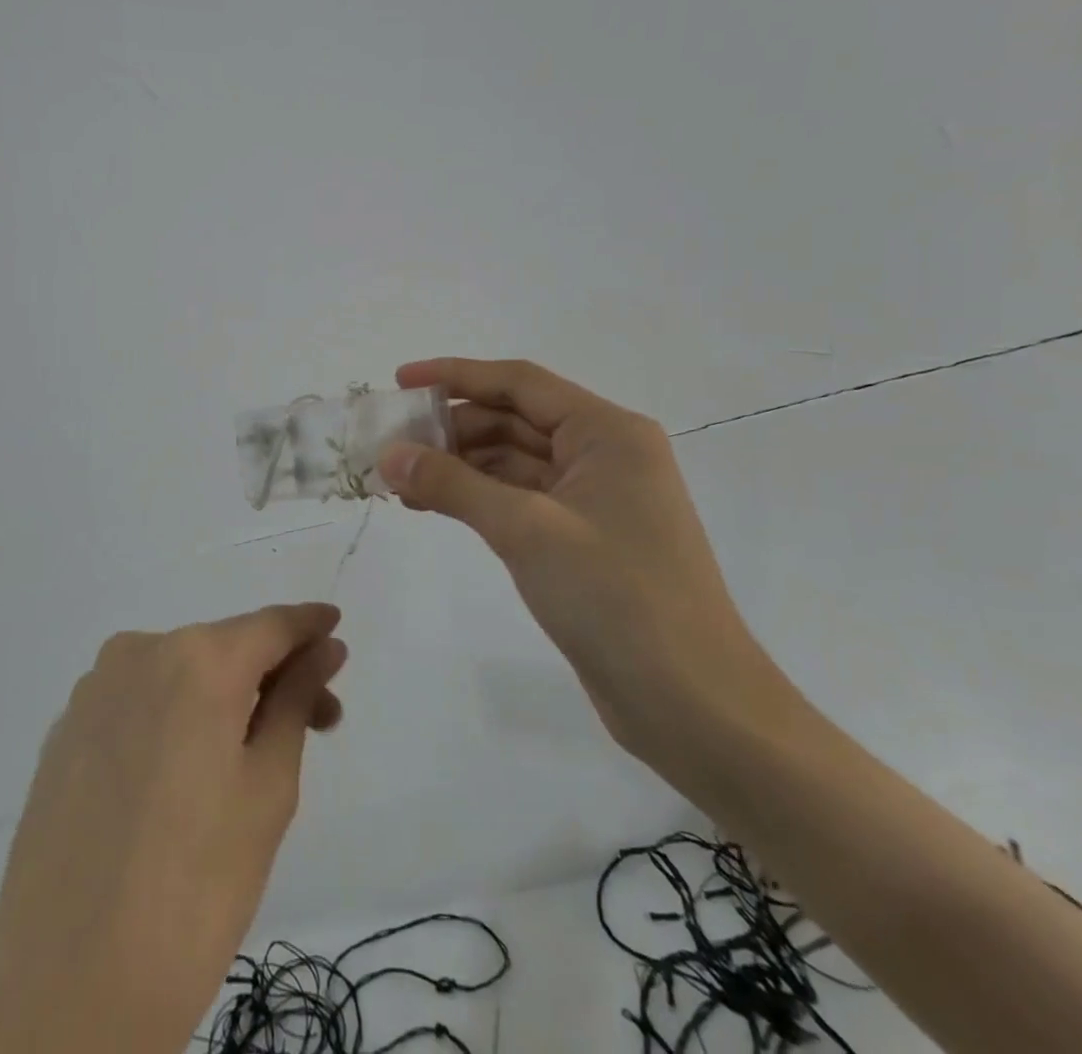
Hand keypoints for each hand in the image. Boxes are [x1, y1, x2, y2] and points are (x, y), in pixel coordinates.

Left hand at [0, 604, 346, 1053]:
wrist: (66, 989)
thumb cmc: (195, 886)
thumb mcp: (268, 788)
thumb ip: (295, 700)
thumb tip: (325, 648)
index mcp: (197, 659)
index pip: (270, 624)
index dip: (308, 626)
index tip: (336, 630)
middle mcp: (140, 651)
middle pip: (225, 647)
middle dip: (274, 675)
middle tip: (318, 721)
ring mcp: (94, 689)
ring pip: (179, 673)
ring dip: (223, 695)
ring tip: (250, 755)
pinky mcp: (65, 729)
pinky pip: (138, 701)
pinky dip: (174, 716)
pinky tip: (185, 772)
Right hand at [378, 358, 789, 764]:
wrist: (692, 705)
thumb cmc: (616, 597)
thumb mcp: (526, 530)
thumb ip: (453, 485)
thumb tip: (389, 454)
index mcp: (607, 432)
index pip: (520, 383)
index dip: (456, 375)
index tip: (400, 380)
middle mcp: (603, 454)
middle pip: (514, 420)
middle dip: (451, 429)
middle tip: (390, 442)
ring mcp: (593, 499)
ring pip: (512, 462)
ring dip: (457, 467)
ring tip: (398, 479)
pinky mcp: (581, 540)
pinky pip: (519, 500)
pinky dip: (476, 499)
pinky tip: (430, 507)